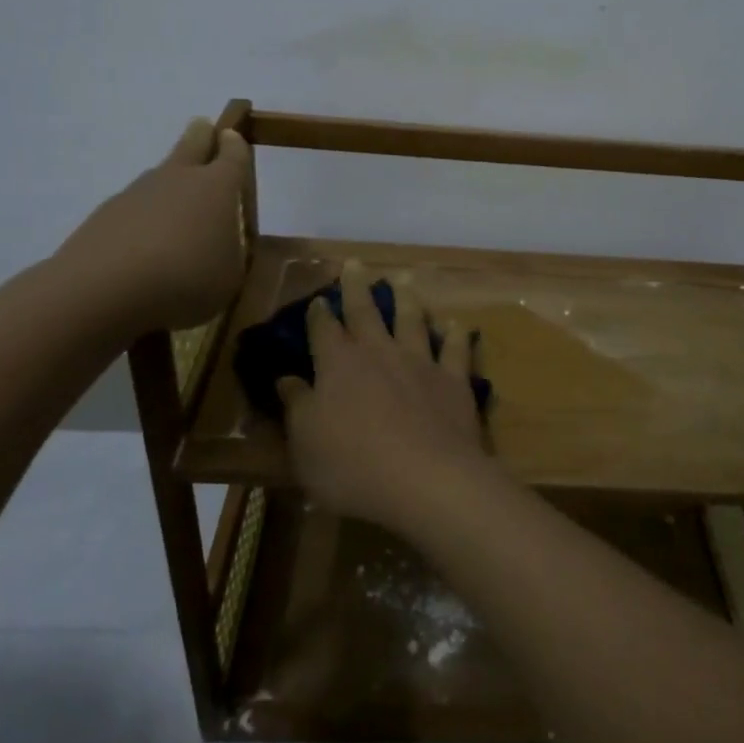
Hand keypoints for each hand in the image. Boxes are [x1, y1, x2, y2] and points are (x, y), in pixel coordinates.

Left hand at [56, 118, 250, 337]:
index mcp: (217, 187)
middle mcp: (178, 178)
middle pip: (192, 143)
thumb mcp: (230, 275)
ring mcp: (137, 192)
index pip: (233, 155)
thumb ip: (230, 252)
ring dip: (170, 183)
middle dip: (202, 135)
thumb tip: (221, 241)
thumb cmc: (187, 279)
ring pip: (159, 176)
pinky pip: (133, 207)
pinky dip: (143, 217)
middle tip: (204, 129)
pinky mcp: (105, 214)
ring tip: (176, 209)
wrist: (105, 290)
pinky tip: (143, 244)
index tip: (233, 137)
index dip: (236, 146)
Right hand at [275, 264, 494, 535]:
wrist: (426, 479)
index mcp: (339, 365)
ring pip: (412, 320)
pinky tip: (457, 324)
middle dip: (357, 286)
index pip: (324, 330)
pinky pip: (456, 349)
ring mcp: (420, 363)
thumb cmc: (353, 467)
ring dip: (407, 298)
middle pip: (366, 312)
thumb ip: (297, 407)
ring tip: (404, 280)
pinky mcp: (454, 380)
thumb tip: (286, 379)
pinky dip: (456, 334)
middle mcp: (380, 353)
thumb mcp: (305, 444)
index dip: (319, 314)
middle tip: (355, 263)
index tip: (318, 300)